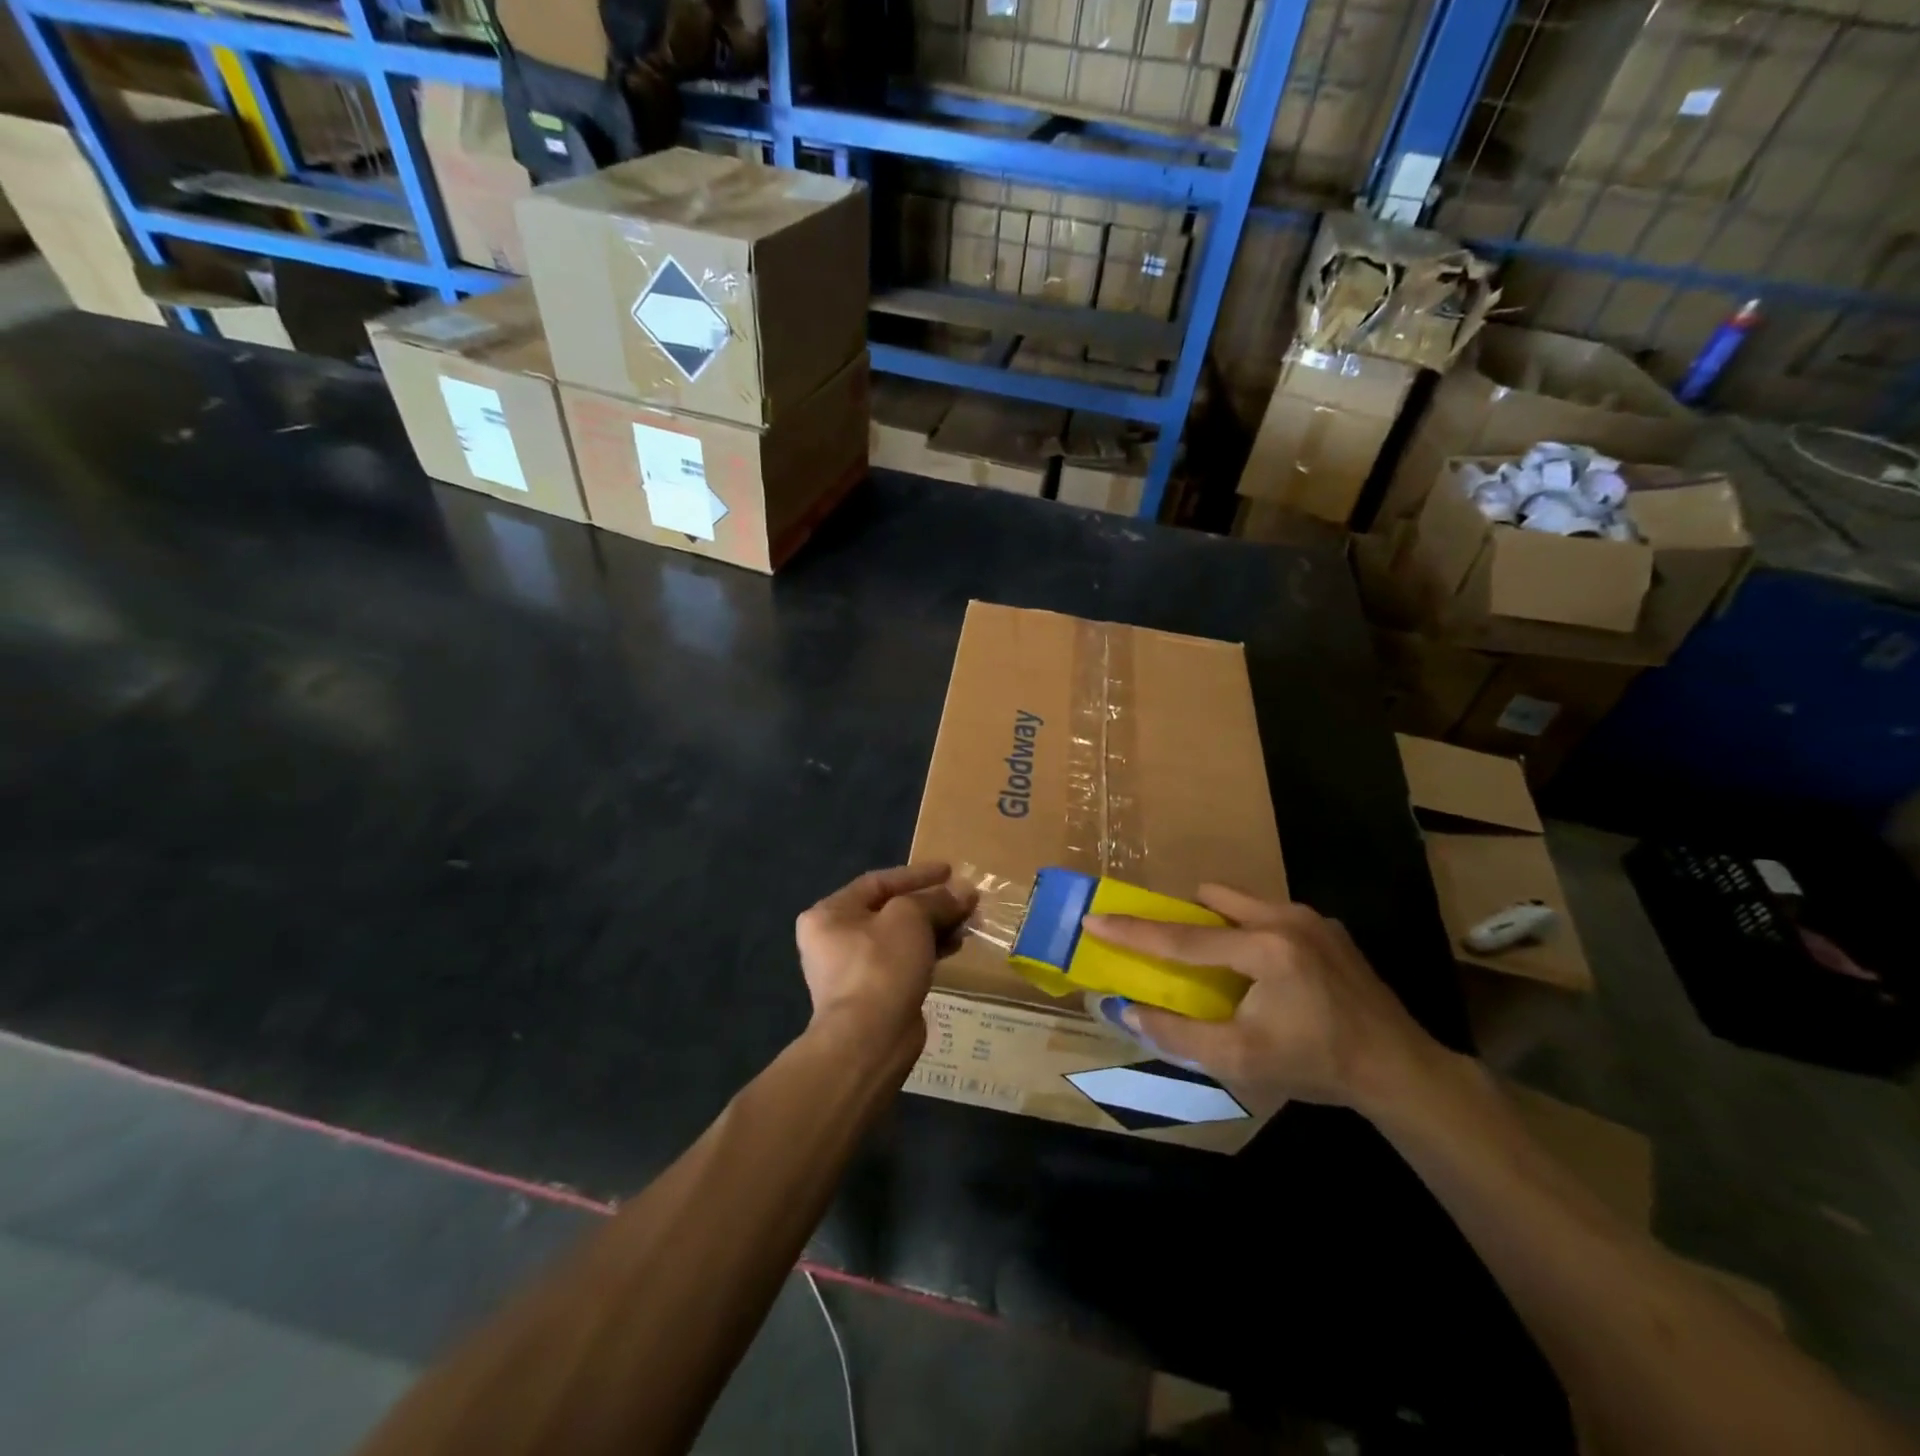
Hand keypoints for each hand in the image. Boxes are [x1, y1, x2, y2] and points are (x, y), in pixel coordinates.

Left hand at [796, 863, 976, 1062]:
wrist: (869, 1040)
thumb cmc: (881, 965)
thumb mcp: (910, 918)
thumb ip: (937, 900)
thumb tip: (965, 891)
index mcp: (830, 914)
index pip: (878, 882)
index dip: (918, 875)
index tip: (951, 871)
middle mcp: (835, 939)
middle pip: (891, 910)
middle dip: (932, 903)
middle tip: (966, 900)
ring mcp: (854, 969)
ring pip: (901, 937)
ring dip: (936, 926)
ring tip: (968, 923)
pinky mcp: (874, 994)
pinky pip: (905, 961)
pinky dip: (929, 950)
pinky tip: (955, 947)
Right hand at [1082, 886, 1442, 1114]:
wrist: (1399, 1069)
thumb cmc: (1316, 1065)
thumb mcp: (1241, 1060)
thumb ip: (1179, 1034)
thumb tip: (1129, 1010)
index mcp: (1265, 950)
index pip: (1183, 937)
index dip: (1133, 931)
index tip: (1095, 919)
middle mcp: (1286, 918)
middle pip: (1211, 898)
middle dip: (1185, 918)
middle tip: (1176, 952)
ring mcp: (1310, 917)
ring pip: (1241, 901)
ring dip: (1219, 925)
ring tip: (1223, 969)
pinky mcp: (1326, 925)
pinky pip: (1268, 914)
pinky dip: (1249, 932)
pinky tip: (1265, 975)